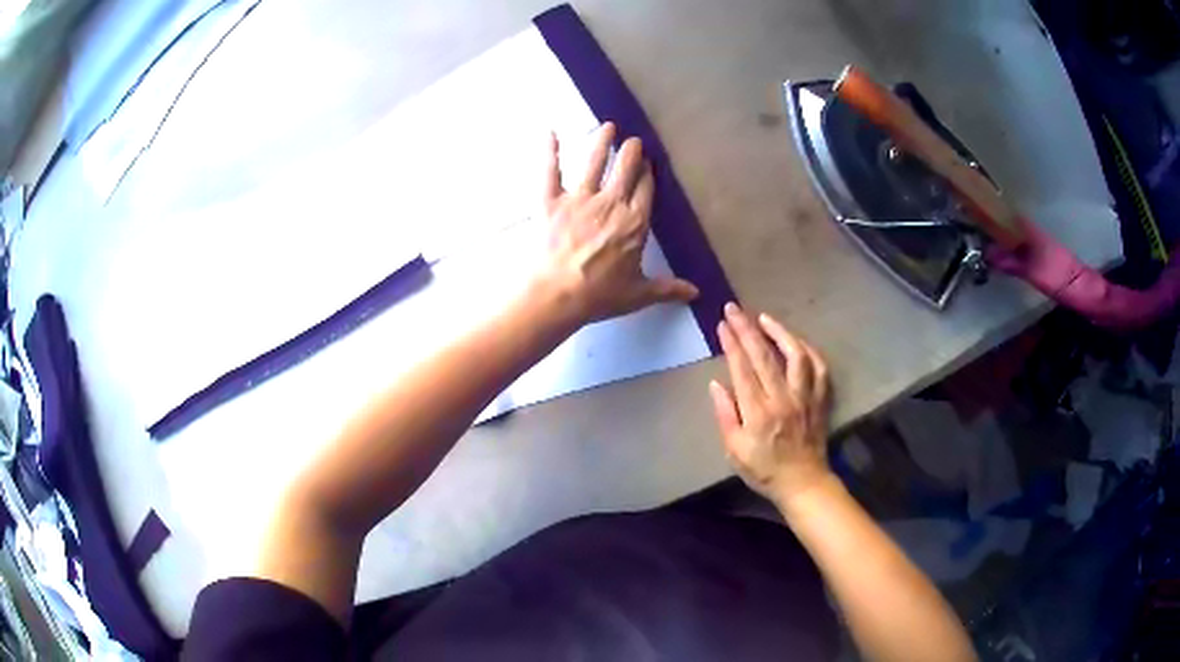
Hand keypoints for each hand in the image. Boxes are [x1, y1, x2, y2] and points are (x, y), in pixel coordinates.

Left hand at [538, 122, 697, 325]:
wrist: (556, 296)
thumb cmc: (599, 296)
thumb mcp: (638, 294)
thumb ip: (668, 288)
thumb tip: (696, 291)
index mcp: (635, 223)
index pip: (646, 189)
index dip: (648, 173)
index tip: (649, 163)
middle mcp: (610, 203)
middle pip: (625, 168)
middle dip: (632, 151)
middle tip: (633, 141)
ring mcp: (580, 199)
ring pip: (594, 162)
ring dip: (602, 141)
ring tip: (608, 126)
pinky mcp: (551, 201)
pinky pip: (551, 170)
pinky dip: (550, 151)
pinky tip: (551, 132)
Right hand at [709, 303, 833, 504]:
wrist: (803, 483)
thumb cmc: (764, 470)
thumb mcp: (734, 451)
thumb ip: (726, 415)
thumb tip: (716, 384)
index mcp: (758, 412)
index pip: (742, 368)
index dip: (732, 343)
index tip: (722, 324)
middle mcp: (783, 398)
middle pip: (764, 355)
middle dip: (747, 328)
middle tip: (734, 309)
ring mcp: (805, 397)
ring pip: (796, 355)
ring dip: (780, 332)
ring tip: (764, 318)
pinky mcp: (821, 399)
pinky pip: (819, 368)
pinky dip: (808, 351)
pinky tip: (796, 342)